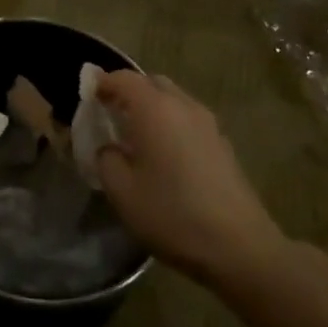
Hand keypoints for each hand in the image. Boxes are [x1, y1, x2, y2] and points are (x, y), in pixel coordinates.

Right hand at [95, 72, 289, 288]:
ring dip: (152, 108)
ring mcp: (208, 125)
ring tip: (135, 137)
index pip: (123, 78)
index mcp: (155, 109)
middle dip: (128, 92)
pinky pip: (188, 120)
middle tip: (110, 115)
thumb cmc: (172, 214)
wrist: (240, 247)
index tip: (87, 98)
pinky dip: (170, 125)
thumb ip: (105, 159)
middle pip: (151, 83)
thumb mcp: (121, 191)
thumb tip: (109, 147)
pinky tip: (164, 156)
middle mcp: (183, 106)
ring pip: (173, 100)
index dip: (102, 83)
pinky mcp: (223, 145)